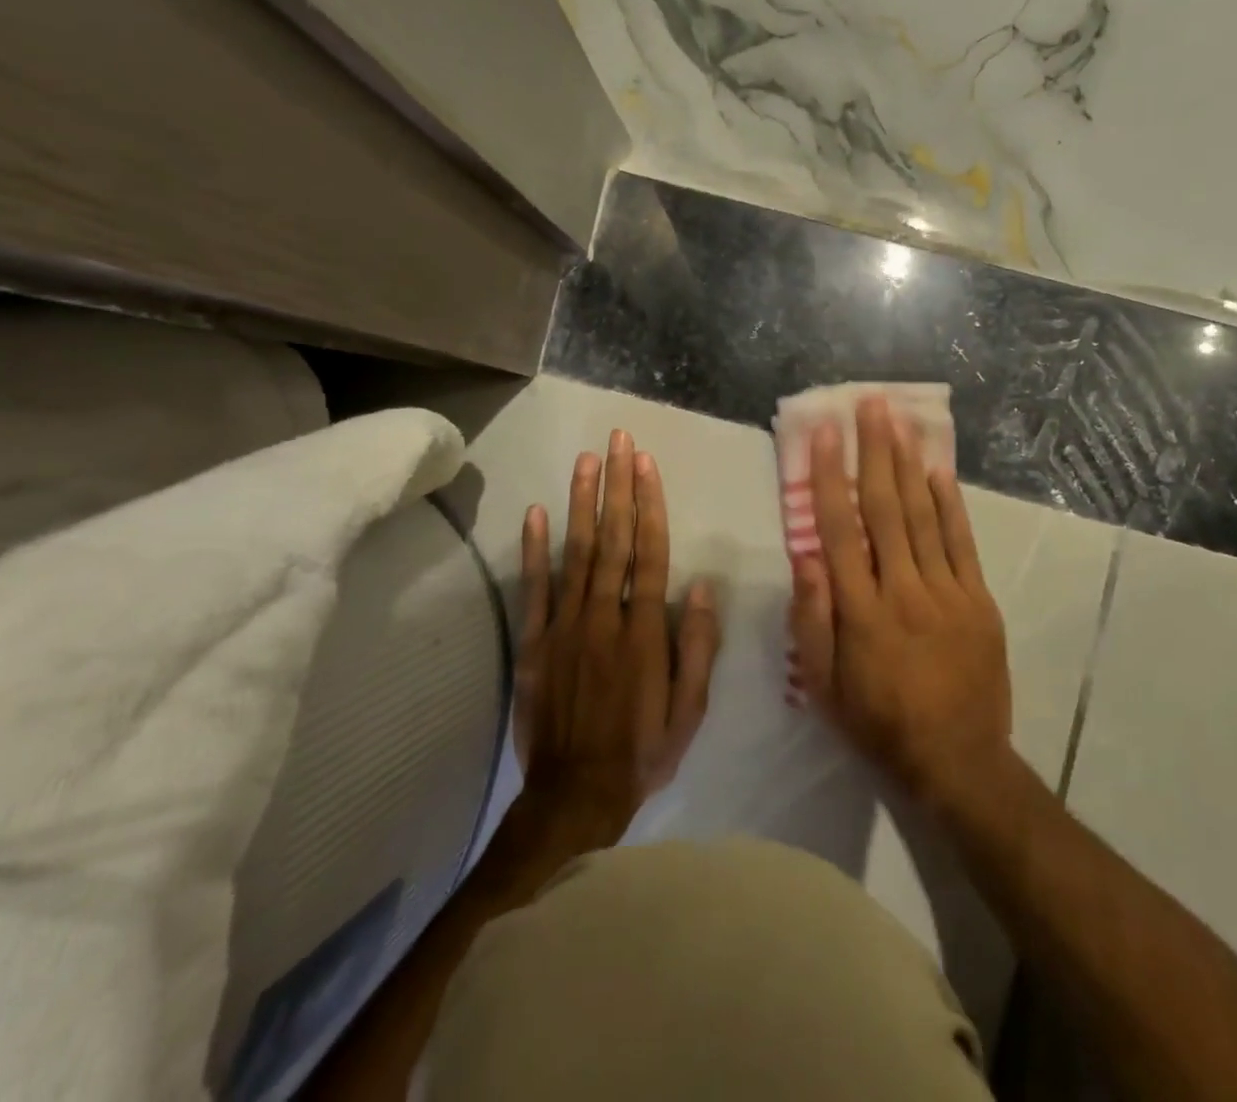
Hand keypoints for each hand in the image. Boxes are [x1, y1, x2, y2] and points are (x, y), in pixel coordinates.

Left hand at [514, 429, 720, 840]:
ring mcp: (566, 626)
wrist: (575, 794)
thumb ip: (697, 646)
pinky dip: (535, 550)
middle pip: (614, 540)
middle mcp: (605, 616)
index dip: (649, 505)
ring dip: (582, 503)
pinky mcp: (536, 643)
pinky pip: (535, 589)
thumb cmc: (642, 750)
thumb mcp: (689, 708)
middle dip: (618, 486)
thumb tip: (701, 586)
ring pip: (577, 553)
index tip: (646, 464)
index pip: (650, 553)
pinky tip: (537, 513)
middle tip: (618, 441)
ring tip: (586, 461)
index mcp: (645, 631)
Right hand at [788, 397, 1013, 807]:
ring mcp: (946, 591)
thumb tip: (804, 556)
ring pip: (922, 515)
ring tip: (899, 420)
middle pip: (884, 508)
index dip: (828, 477)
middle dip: (874, 451)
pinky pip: (960, 542)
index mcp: (860, 610)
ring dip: (907, 463)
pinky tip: (936, 470)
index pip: (839, 529)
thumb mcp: (825, 686)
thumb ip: (812, 619)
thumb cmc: (879, 723)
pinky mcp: (978, 599)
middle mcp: (902, 589)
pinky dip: (948, 503)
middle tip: (870, 404)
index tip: (823, 435)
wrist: (958, 761)